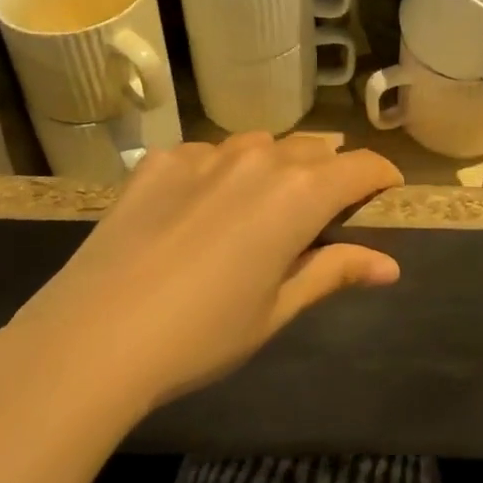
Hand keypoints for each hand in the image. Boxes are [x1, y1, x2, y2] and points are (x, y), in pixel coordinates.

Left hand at [3, 134, 402, 411]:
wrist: (94, 337)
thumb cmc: (203, 334)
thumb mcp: (277, 309)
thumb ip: (334, 271)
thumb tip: (389, 265)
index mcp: (299, 194)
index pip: (360, 166)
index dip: (381, 176)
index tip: (385, 192)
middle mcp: (260, 158)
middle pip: (313, 149)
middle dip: (329, 171)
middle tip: (324, 208)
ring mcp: (206, 153)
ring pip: (260, 144)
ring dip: (276, 165)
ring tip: (263, 202)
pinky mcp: (162, 160)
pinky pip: (208, 153)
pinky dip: (220, 171)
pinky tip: (200, 207)